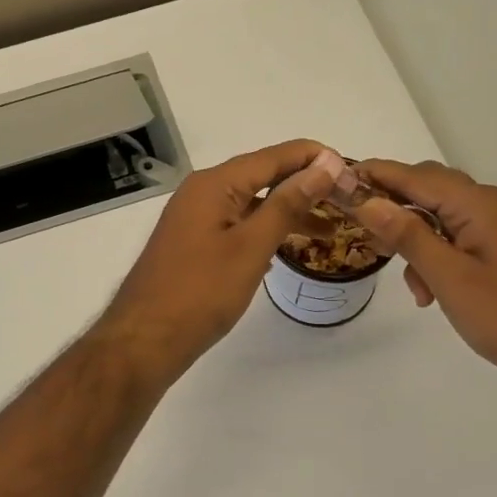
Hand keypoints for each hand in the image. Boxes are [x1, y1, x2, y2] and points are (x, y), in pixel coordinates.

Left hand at [99, 141, 340, 384]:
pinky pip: (237, 224)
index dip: (314, 158)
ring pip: (250, 203)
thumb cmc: (201, 292)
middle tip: (347, 202)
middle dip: (305, 185)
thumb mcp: (251, 246)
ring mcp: (194, 218)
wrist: (144, 341)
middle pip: (262, 176)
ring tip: (329, 229)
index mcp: (214, 184)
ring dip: (287, 212)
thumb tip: (323, 165)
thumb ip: (288, 203)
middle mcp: (202, 192)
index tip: (352, 170)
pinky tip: (287, 245)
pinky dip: (265, 230)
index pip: (274, 156)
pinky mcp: (193, 244)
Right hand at [349, 159, 496, 407]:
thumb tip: (367, 200)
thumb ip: (408, 235)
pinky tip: (430, 292)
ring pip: (442, 218)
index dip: (375, 175)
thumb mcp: (449, 278)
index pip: (415, 176)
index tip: (337, 180)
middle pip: (429, 189)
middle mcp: (490, 205)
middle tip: (359, 228)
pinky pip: (458, 238)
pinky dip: (436, 257)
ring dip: (415, 240)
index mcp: (479, 204)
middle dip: (392, 207)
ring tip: (407, 281)